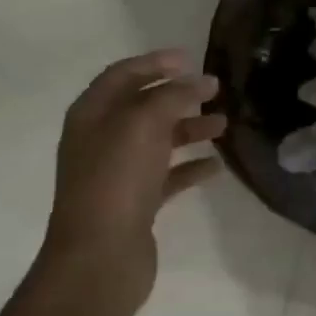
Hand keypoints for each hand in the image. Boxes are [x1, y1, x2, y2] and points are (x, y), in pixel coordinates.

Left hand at [38, 49, 225, 315]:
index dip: (154, 63)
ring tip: (224, 126)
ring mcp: (118, 174)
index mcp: (92, 114)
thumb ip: (173, 96)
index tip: (190, 58)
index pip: (122, 75)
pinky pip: (166, 177)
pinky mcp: (135, 204)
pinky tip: (216, 167)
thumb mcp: (143, 124)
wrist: (99, 257)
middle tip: (215, 90)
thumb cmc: (116, 179)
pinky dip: (189, 168)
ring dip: (189, 129)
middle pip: (142, 107)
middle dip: (178, 96)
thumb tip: (200, 81)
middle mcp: (101, 140)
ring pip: (158, 141)